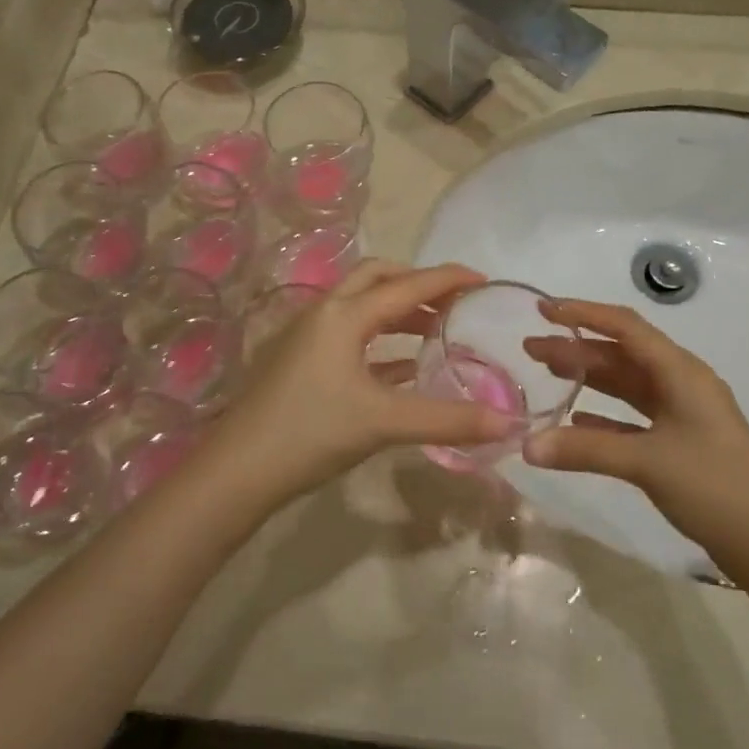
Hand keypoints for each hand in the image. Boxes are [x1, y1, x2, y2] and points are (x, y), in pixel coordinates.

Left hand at [205, 261, 515, 507]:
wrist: (238, 469)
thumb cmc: (311, 432)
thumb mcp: (384, 422)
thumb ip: (448, 420)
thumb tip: (509, 424)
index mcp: (345, 314)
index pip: (408, 285)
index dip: (448, 280)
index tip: (483, 279)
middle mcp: (324, 312)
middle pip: (377, 278)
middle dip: (417, 284)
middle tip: (453, 304)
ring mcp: (307, 335)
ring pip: (360, 305)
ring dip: (397, 311)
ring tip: (434, 331)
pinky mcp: (298, 359)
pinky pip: (348, 333)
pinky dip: (379, 339)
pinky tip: (401, 367)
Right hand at [523, 298, 748, 561]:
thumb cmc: (715, 486)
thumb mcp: (647, 462)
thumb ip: (585, 450)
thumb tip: (526, 445)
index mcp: (681, 372)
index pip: (625, 327)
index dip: (583, 313)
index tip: (543, 308)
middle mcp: (681, 384)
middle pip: (621, 355)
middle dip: (577, 348)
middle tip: (531, 348)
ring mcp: (682, 415)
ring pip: (626, 386)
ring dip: (588, 378)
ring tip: (546, 374)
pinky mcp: (680, 444)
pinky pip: (633, 419)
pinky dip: (603, 417)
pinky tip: (575, 422)